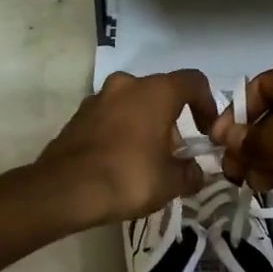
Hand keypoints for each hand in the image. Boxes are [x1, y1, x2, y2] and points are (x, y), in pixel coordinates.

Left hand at [37, 70, 217, 227]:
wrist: (65, 189)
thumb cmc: (128, 176)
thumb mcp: (171, 182)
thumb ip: (190, 173)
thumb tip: (196, 173)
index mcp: (156, 91)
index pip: (193, 82)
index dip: (207, 104)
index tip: (207, 131)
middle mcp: (127, 84)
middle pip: (160, 94)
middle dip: (171, 120)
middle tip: (174, 153)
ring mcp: (98, 98)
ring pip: (133, 104)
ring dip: (145, 125)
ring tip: (147, 160)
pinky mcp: (78, 116)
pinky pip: (110, 118)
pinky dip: (121, 132)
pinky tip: (120, 162)